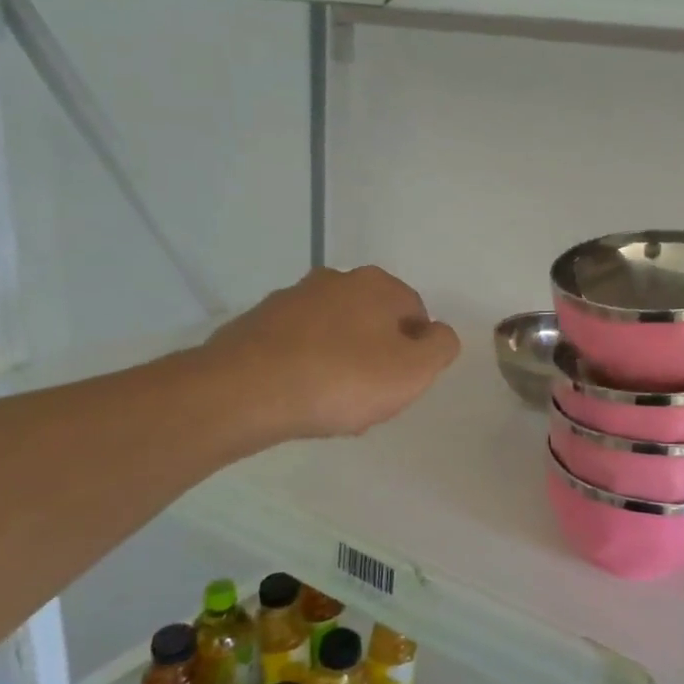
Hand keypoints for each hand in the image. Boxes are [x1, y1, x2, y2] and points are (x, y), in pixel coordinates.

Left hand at [196, 265, 459, 445]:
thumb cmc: (341, 380)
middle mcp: (335, 280)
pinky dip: (305, 366)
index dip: (415, 353)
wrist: (242, 392)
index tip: (399, 386)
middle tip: (368, 397)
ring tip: (330, 403)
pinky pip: (298, 346)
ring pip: (335, 333)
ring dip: (341, 362)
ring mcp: (291, 298)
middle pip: (374, 321)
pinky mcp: (257, 323)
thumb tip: (438, 334)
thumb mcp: (414, 371)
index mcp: (378, 285)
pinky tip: (299, 397)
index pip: (416, 314)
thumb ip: (441, 347)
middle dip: (377, 356)